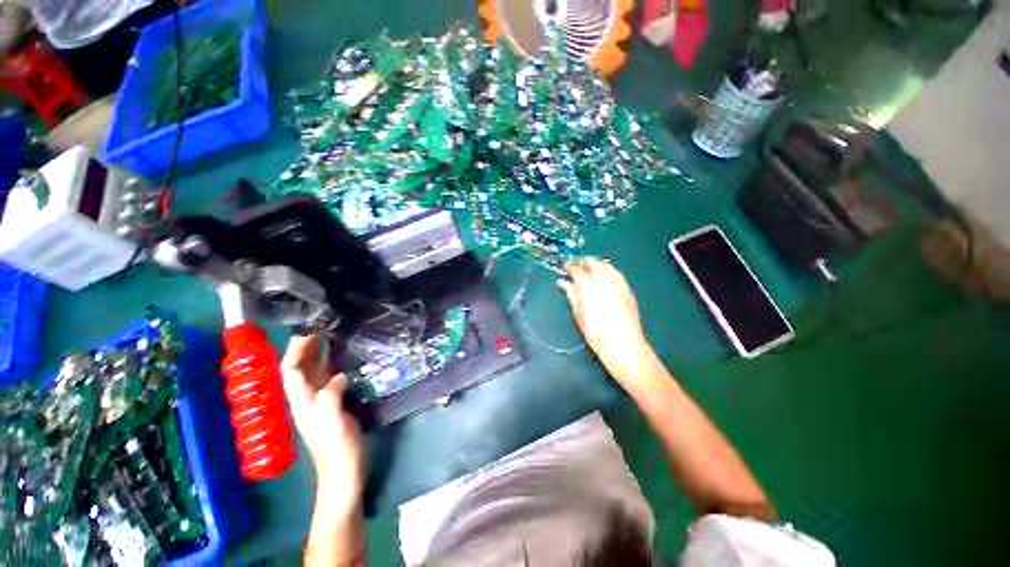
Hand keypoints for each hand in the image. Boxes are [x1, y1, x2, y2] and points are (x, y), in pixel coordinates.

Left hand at [281, 334, 364, 514]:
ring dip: (318, 352)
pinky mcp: (333, 403)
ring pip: (314, 371)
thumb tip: (340, 375)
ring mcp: (320, 400)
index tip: (310, 331)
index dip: (296, 350)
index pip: (291, 370)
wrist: (344, 470)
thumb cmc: (337, 448)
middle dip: (305, 346)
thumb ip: (331, 397)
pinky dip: (332, 363)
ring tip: (331, 334)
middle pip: (300, 367)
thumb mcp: (333, 422)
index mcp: (302, 401)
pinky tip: (344, 356)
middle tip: (321, 326)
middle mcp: (307, 397)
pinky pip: (329, 377)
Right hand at [559, 259, 655, 379]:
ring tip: (589, 268)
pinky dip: (607, 270)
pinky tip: (604, 276)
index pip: (577, 269)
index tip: (564, 267)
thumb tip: (563, 282)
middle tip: (576, 265)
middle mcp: (604, 280)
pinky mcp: (627, 288)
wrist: (624, 344)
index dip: (569, 266)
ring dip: (596, 263)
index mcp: (588, 286)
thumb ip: (571, 294)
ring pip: (606, 265)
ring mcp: (617, 283)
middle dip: (583, 261)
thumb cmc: (595, 332)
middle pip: (592, 263)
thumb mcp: (578, 314)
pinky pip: (616, 272)